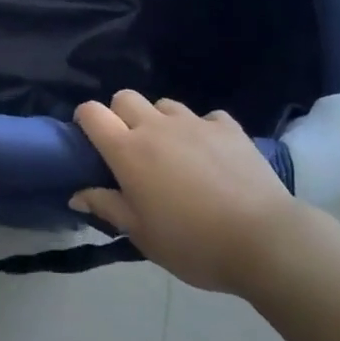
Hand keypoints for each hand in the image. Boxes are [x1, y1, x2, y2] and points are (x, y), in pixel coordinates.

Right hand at [71, 91, 300, 294]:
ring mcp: (194, 122)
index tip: (89, 140)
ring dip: (160, 121)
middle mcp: (156, 126)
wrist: (262, 239)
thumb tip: (77, 194)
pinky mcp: (228, 127)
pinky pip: (205, 118)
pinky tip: (211, 155)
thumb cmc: (192, 243)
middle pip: (125, 97)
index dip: (85, 120)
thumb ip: (108, 207)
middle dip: (120, 115)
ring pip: (164, 104)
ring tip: (173, 153)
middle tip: (131, 148)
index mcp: (128, 151)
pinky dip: (201, 131)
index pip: (92, 113)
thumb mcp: (142, 235)